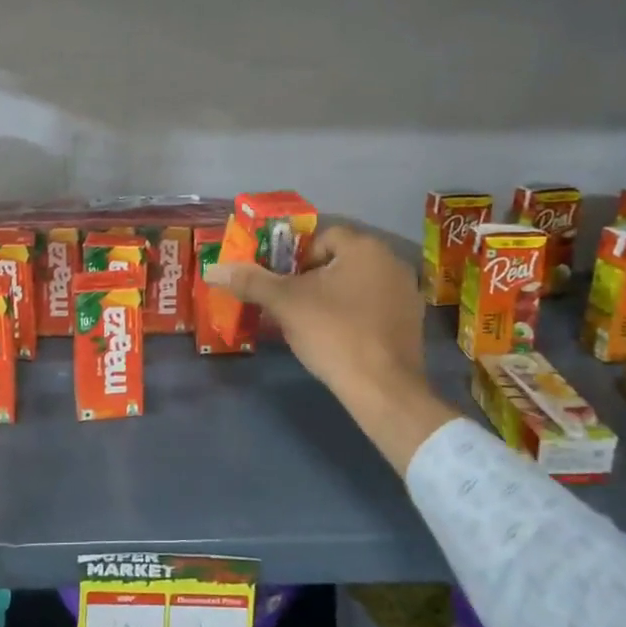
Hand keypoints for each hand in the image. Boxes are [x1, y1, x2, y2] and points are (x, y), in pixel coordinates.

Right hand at [209, 225, 457, 474]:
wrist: (382, 388)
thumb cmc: (333, 333)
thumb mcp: (285, 304)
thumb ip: (251, 281)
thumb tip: (213, 269)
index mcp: (364, 247)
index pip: (321, 238)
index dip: (295, 258)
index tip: (282, 284)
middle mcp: (390, 261)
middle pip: (339, 260)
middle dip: (312, 278)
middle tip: (291, 305)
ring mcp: (406, 292)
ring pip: (356, 284)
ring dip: (333, 297)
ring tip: (311, 323)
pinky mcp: (412, 322)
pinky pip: (373, 307)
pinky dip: (354, 315)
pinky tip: (339, 338)